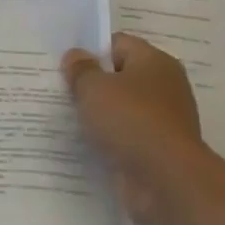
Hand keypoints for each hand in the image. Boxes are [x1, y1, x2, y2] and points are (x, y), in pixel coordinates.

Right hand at [63, 32, 207, 222]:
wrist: (166, 180)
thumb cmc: (130, 120)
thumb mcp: (93, 87)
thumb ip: (81, 68)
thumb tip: (76, 56)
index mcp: (155, 62)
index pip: (118, 44)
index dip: (90, 50)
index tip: (65, 63)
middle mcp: (164, 87)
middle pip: (120, 76)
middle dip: (92, 82)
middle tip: (59, 87)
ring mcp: (162, 120)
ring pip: (121, 108)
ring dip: (98, 113)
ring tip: (65, 114)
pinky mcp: (156, 149)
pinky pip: (125, 135)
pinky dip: (107, 138)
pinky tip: (84, 141)